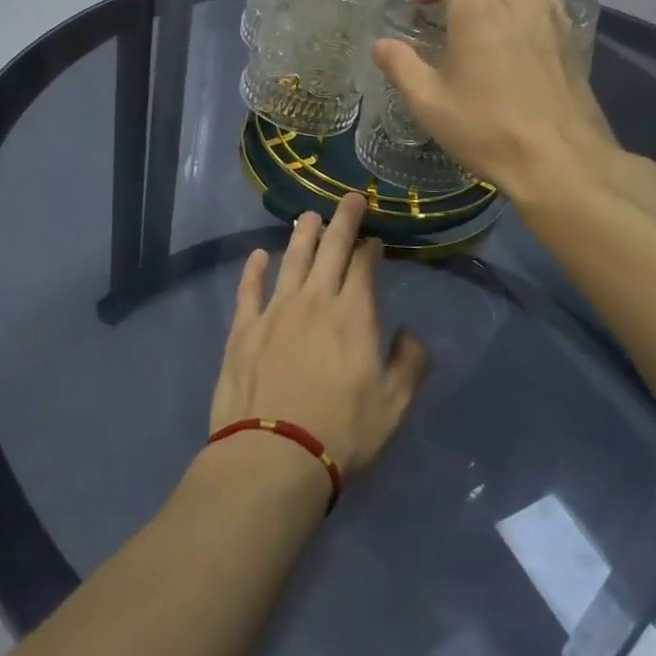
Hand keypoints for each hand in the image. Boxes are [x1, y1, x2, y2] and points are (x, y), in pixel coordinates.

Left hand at [209, 193, 431, 479]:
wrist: (273, 456)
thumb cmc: (341, 432)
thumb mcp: (394, 406)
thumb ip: (410, 364)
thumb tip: (411, 333)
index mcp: (353, 315)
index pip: (364, 267)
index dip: (371, 248)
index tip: (375, 239)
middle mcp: (314, 300)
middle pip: (330, 249)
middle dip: (343, 221)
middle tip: (350, 199)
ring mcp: (275, 310)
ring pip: (291, 260)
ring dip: (302, 234)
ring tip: (309, 216)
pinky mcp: (244, 328)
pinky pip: (249, 288)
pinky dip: (254, 269)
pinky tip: (258, 256)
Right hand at [372, 0, 621, 205]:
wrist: (560, 162)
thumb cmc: (486, 128)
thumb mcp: (428, 102)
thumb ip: (401, 66)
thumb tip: (381, 44)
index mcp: (477, 5)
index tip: (416, 6)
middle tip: (441, 21)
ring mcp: (551, 16)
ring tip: (484, 22)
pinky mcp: (573, 38)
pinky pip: (545, 4)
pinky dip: (526, 8)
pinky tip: (517, 39)